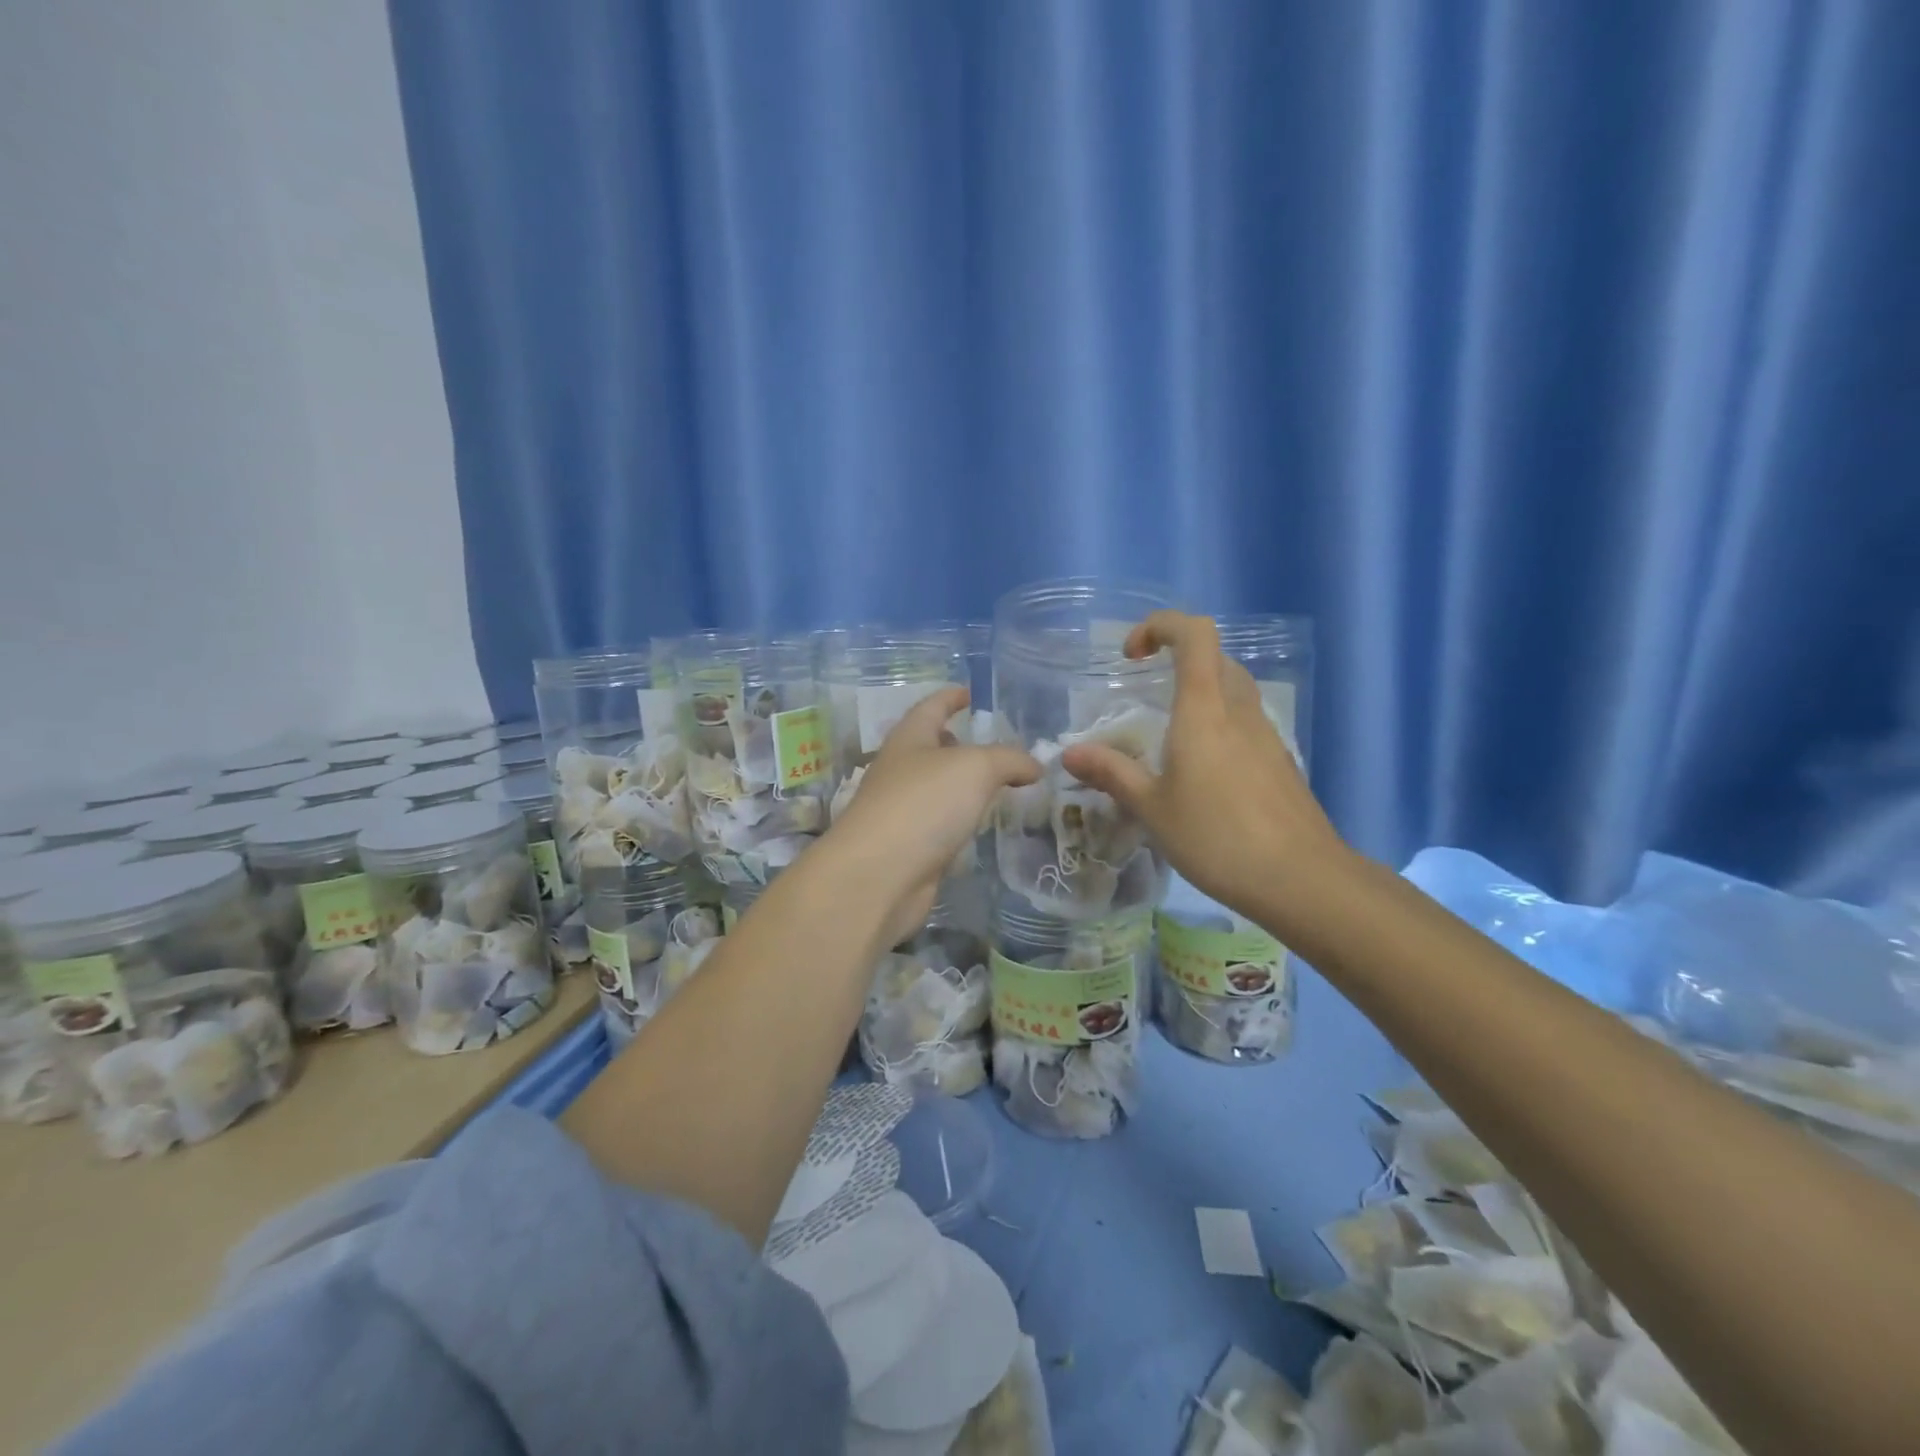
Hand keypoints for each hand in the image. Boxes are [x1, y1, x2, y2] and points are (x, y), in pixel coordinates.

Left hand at [829, 686, 1039, 947]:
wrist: (878, 876)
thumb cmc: (923, 805)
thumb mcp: (976, 768)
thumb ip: (1009, 760)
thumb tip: (1033, 766)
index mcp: (909, 740)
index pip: (931, 708)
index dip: (950, 697)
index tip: (969, 692)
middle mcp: (900, 771)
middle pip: (929, 747)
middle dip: (956, 742)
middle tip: (991, 744)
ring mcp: (900, 811)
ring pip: (935, 787)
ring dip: (960, 783)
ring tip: (995, 783)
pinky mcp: (908, 847)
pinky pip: (938, 822)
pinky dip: (958, 817)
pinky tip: (978, 823)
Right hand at [1059, 612, 1347, 927]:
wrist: (1300, 879)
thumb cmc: (1216, 837)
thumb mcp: (1152, 808)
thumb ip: (1111, 773)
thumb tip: (1070, 753)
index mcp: (1204, 709)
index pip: (1194, 634)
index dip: (1160, 626)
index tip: (1131, 655)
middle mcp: (1239, 710)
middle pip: (1215, 656)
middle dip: (1177, 657)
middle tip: (1145, 689)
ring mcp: (1266, 734)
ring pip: (1233, 688)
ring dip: (1200, 690)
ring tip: (1168, 733)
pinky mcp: (1279, 760)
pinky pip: (1245, 721)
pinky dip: (1218, 723)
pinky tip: (1202, 770)